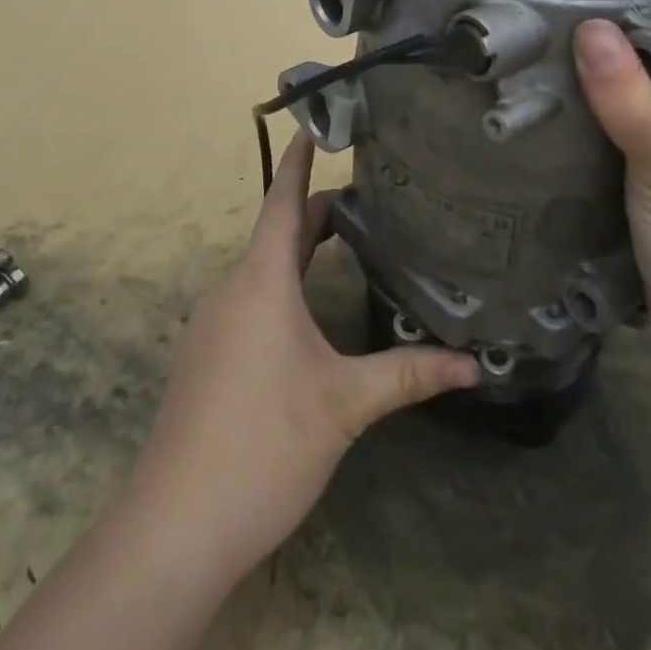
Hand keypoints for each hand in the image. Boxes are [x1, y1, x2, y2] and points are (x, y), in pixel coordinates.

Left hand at [126, 131, 479, 581]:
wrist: (174, 526)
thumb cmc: (264, 444)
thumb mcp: (345, 405)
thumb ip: (408, 375)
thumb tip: (475, 365)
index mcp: (262, 279)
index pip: (283, 200)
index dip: (299, 160)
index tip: (315, 123)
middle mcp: (232, 288)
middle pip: (278, 231)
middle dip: (319, 210)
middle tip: (369, 198)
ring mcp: (213, 322)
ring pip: (263, 266)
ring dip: (300, 248)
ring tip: (348, 243)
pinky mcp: (206, 354)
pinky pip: (249, 296)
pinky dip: (282, 282)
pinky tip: (308, 310)